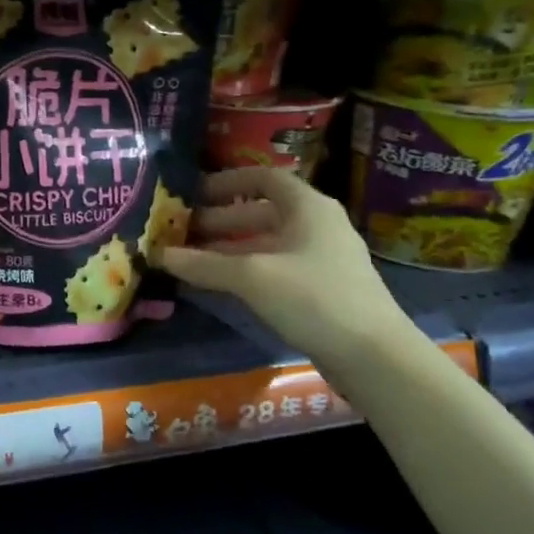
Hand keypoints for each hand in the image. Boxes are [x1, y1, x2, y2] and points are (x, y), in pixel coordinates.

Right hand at [152, 167, 413, 366]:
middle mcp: (316, 225)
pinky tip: (220, 285)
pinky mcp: (321, 289)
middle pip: (261, 212)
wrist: (374, 356)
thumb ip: (204, 264)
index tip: (193, 194)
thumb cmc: (313, 298)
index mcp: (308, 207)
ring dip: (228, 248)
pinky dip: (245, 270)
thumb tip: (159, 254)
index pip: (264, 178)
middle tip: (181, 232)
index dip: (227, 182)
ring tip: (191, 260)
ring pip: (266, 243)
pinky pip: (274, 267)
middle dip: (219, 220)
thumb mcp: (252, 277)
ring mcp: (321, 259)